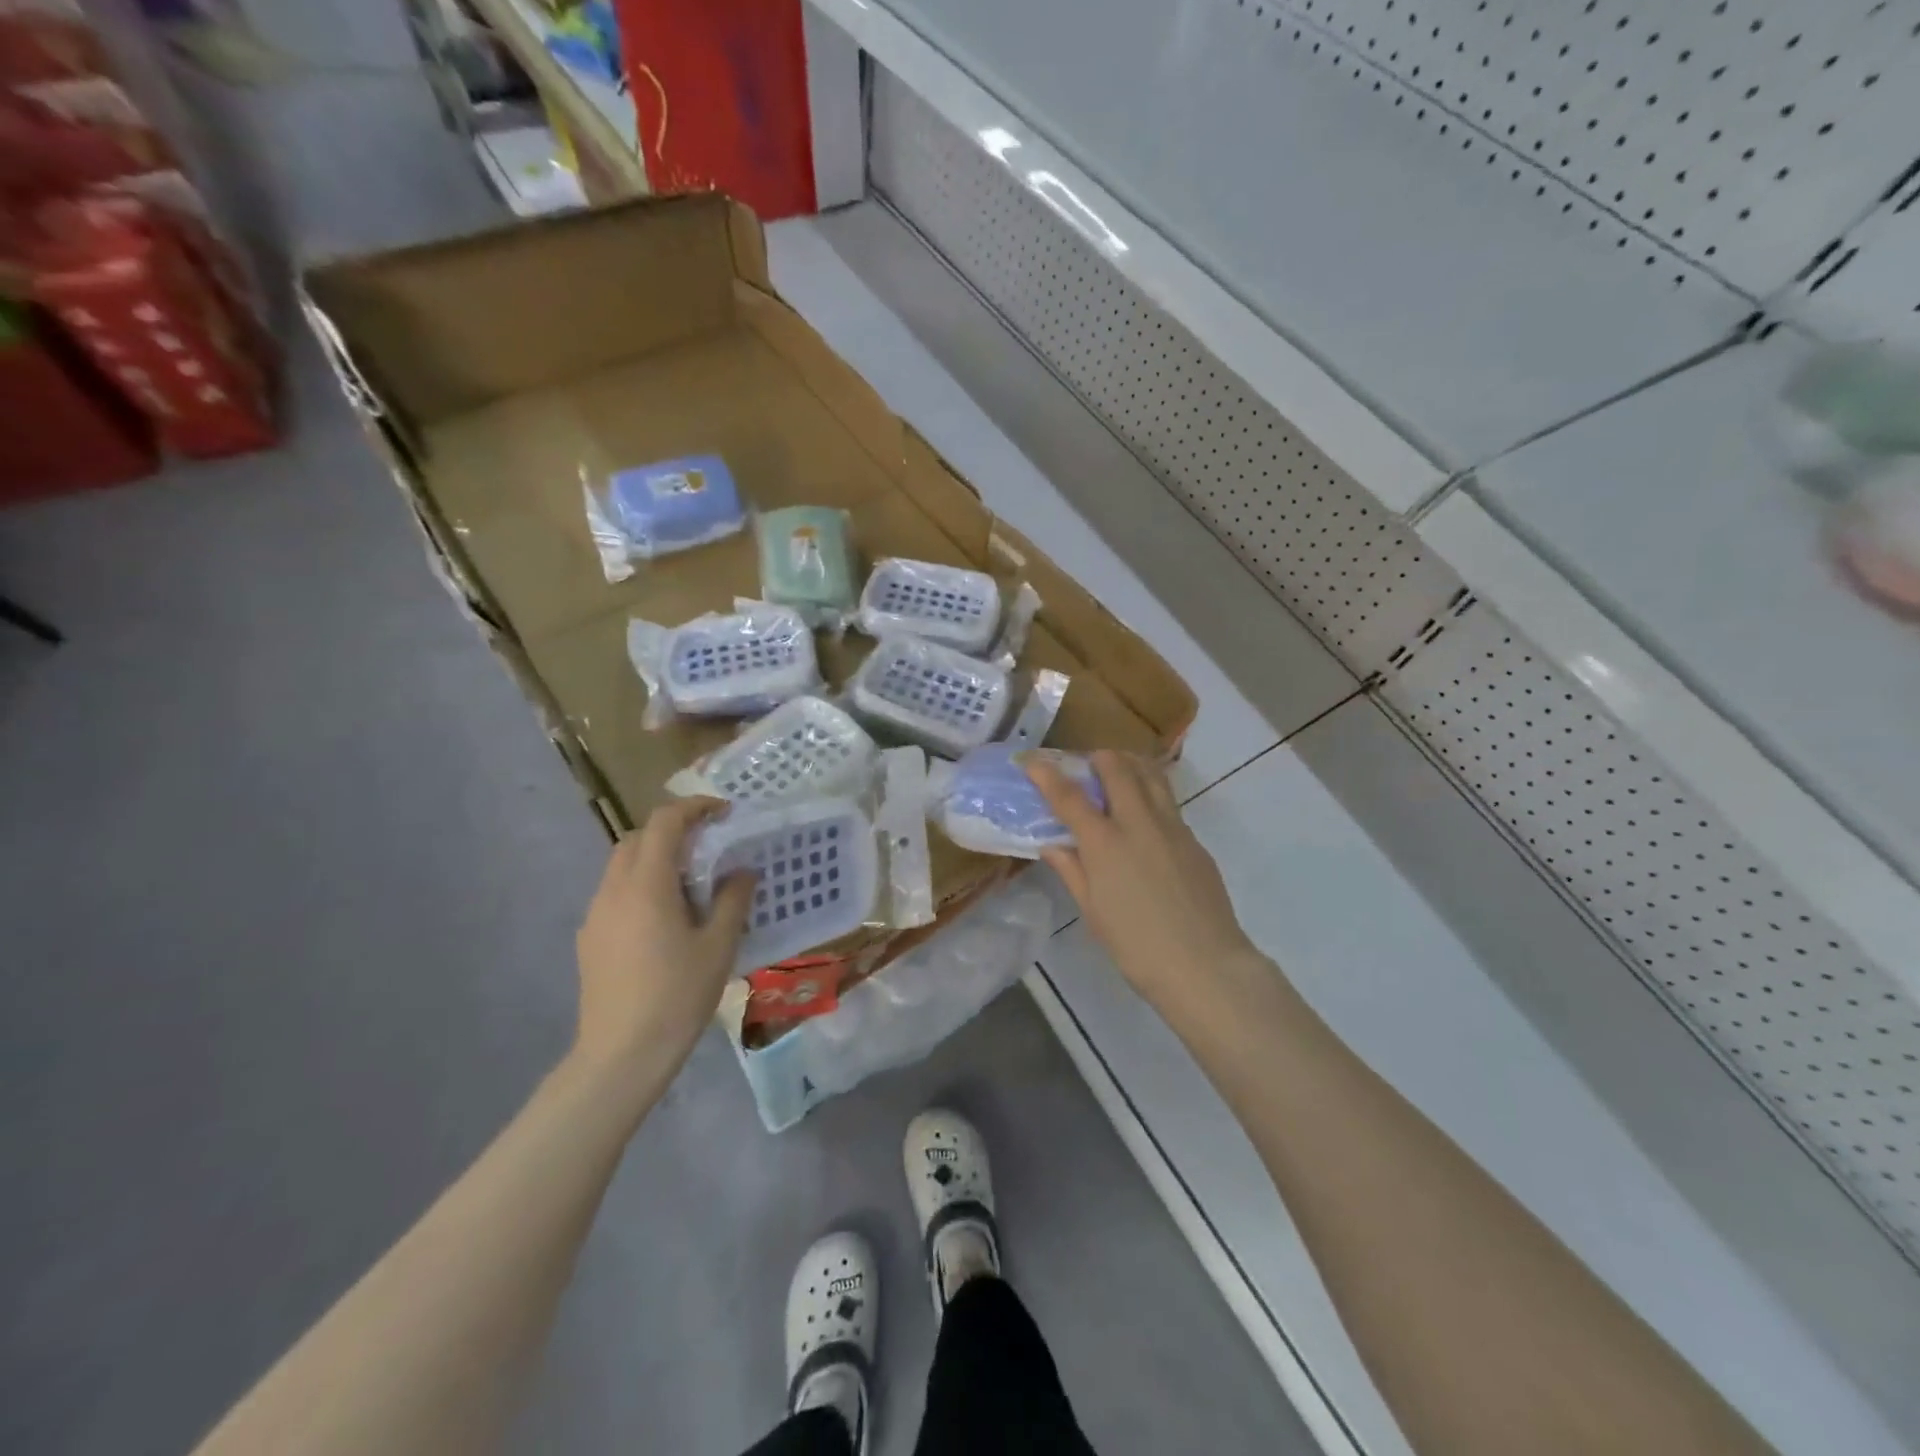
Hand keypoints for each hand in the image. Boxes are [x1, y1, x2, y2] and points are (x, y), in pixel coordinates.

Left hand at [573, 798, 754, 1072]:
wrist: (621, 1054)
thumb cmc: (677, 995)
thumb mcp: (719, 946)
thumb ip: (732, 900)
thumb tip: (741, 871)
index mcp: (647, 884)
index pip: (665, 822)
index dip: (694, 807)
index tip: (723, 812)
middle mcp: (614, 889)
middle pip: (638, 838)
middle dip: (672, 830)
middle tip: (708, 845)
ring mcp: (596, 915)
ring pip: (622, 865)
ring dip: (655, 858)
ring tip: (689, 884)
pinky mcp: (589, 939)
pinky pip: (615, 893)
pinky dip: (641, 885)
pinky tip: (664, 920)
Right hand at [1028, 752, 1260, 1013]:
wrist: (1204, 965)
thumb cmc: (1136, 946)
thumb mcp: (1093, 912)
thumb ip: (1072, 872)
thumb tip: (1053, 846)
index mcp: (1105, 842)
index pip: (1069, 797)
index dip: (1047, 775)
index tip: (1031, 760)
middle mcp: (1139, 823)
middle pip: (1118, 769)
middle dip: (1098, 758)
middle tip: (1087, 764)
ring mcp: (1172, 828)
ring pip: (1151, 776)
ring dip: (1131, 764)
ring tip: (1120, 770)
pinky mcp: (1195, 841)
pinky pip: (1169, 804)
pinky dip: (1152, 794)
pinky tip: (1146, 818)